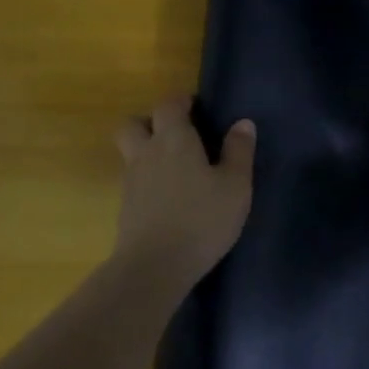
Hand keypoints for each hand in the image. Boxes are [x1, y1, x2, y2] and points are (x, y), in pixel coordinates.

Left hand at [113, 96, 255, 288]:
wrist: (154, 266)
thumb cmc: (202, 220)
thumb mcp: (235, 186)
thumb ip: (239, 152)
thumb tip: (243, 123)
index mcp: (174, 140)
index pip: (169, 105)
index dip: (181, 102)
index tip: (196, 107)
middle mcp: (146, 153)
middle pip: (134, 123)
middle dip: (151, 122)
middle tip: (177, 134)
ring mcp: (131, 181)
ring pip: (131, 152)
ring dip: (147, 151)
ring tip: (176, 167)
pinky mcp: (126, 208)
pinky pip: (134, 180)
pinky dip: (148, 180)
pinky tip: (169, 197)